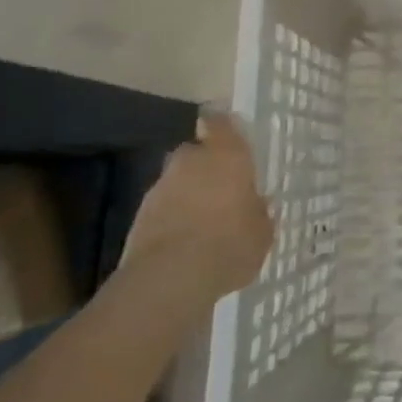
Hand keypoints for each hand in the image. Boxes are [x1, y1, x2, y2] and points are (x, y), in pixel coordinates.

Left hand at [124, 113, 274, 295]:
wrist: (171, 278)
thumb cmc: (231, 244)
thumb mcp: (262, 231)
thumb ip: (259, 212)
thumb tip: (256, 204)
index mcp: (227, 156)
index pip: (221, 123)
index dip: (224, 126)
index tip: (230, 135)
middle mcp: (191, 162)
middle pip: (195, 152)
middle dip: (205, 165)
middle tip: (222, 187)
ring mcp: (160, 188)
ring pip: (177, 180)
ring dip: (188, 192)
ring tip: (204, 220)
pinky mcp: (139, 216)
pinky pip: (163, 207)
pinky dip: (172, 216)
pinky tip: (186, 239)